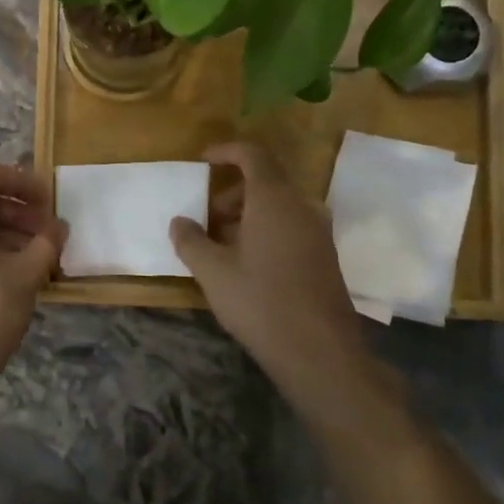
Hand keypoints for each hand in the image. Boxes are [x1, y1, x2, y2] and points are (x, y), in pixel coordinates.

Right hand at [170, 141, 371, 415]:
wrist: (319, 352)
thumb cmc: (260, 302)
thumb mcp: (213, 272)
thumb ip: (191, 241)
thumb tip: (179, 222)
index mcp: (274, 200)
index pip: (252, 155)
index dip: (225, 151)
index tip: (201, 161)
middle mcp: (301, 207)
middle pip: (264, 181)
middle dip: (230, 192)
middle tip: (205, 219)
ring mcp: (318, 232)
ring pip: (278, 206)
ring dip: (246, 214)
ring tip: (220, 246)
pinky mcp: (325, 256)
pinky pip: (291, 226)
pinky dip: (265, 230)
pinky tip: (247, 264)